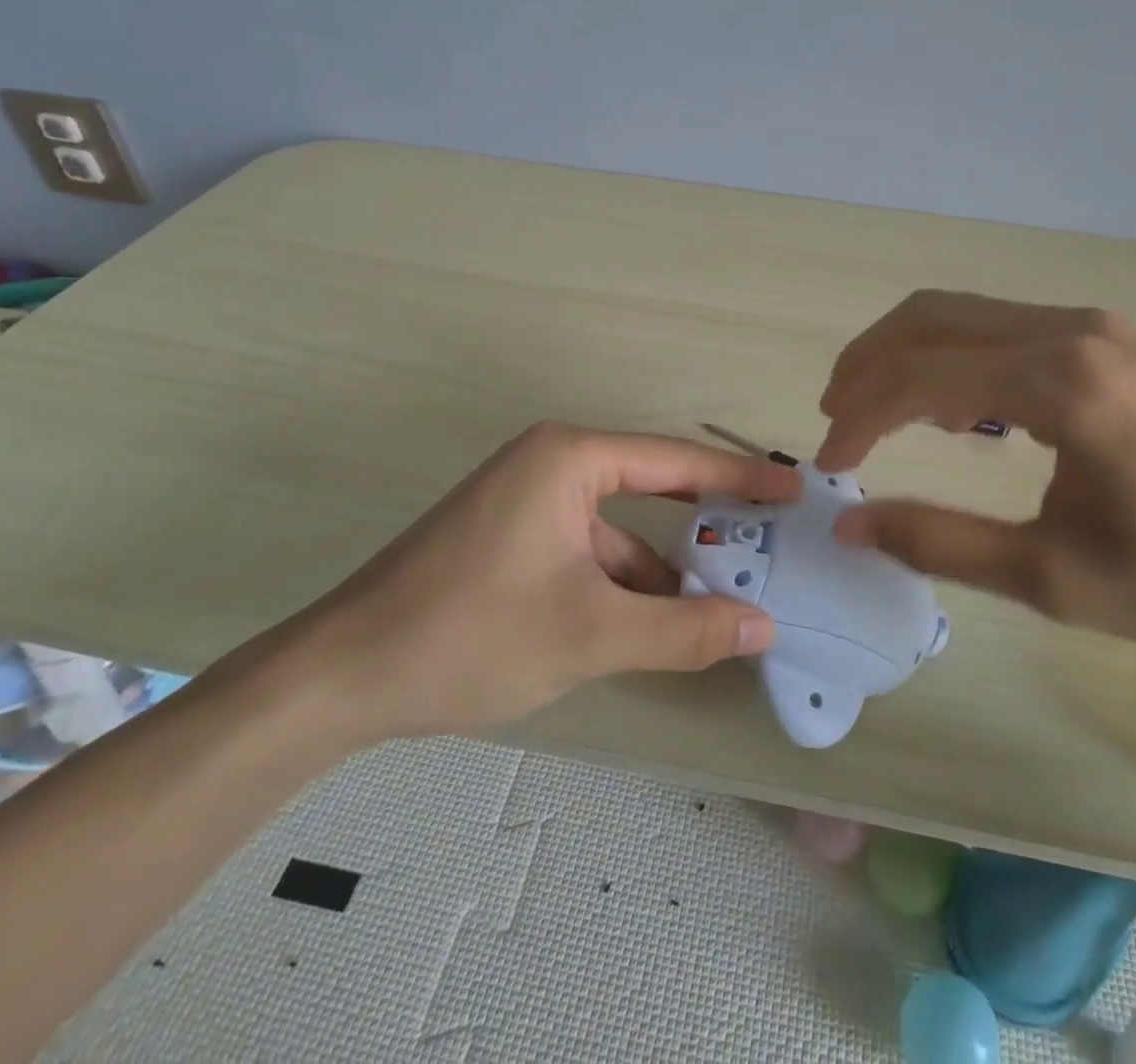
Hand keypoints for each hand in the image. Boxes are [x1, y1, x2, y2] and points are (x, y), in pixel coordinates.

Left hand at [261, 422, 799, 742]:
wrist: (340, 677)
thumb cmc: (471, 634)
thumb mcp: (591, 634)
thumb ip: (684, 630)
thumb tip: (764, 627)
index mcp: (569, 458)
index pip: (677, 460)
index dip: (741, 479)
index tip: (794, 490)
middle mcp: (551, 463)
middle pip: (652, 486)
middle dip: (709, 519)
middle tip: (772, 541)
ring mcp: (528, 500)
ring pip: (619, 527)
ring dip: (665, 563)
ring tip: (725, 600)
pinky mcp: (512, 536)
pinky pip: (588, 547)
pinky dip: (624, 580)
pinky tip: (655, 621)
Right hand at [815, 291, 1135, 657]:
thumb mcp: (1056, 579)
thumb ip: (941, 542)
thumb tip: (851, 524)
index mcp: (1058, 383)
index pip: (917, 377)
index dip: (857, 418)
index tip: (829, 465)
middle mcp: (1069, 331)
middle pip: (928, 318)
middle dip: (866, 364)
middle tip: (834, 419)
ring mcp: (1095, 327)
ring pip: (964, 313)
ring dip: (907, 354)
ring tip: (877, 413)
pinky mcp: (1113, 341)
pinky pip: (1004, 326)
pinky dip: (955, 356)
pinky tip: (957, 409)